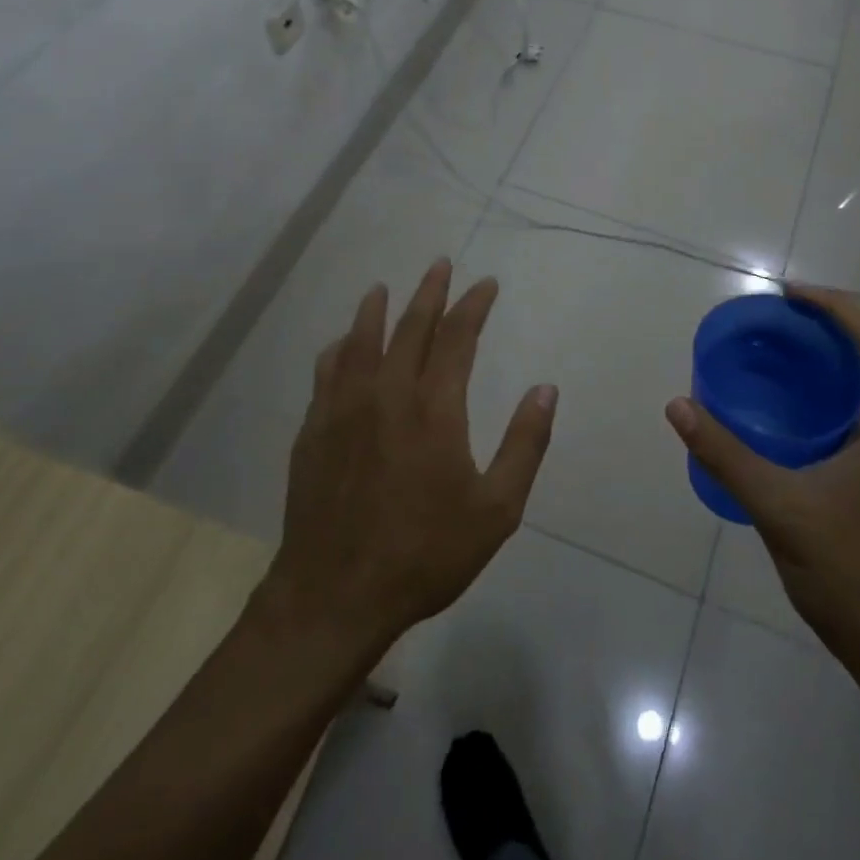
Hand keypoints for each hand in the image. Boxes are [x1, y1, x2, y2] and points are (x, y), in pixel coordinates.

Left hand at [267, 259, 556, 657]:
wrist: (335, 594)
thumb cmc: (425, 553)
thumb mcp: (496, 509)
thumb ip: (524, 444)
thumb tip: (545, 389)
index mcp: (434, 407)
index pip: (457, 337)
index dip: (473, 305)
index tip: (486, 284)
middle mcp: (387, 393)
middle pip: (409, 326)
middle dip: (429, 292)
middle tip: (439, 264)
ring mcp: (343, 408)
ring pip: (360, 341)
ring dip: (376, 310)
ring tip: (382, 288)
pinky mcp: (314, 430)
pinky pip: (327, 372)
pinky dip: (339, 349)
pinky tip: (341, 345)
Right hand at [665, 285, 859, 657]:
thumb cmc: (849, 568)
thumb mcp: (780, 506)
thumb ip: (726, 455)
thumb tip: (678, 405)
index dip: (832, 307)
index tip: (786, 295)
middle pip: (855, 359)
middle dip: (813, 330)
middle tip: (761, 324)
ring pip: (842, 391)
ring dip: (806, 365)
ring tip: (757, 356)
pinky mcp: (856, 479)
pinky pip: (828, 420)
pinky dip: (800, 401)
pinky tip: (763, 414)